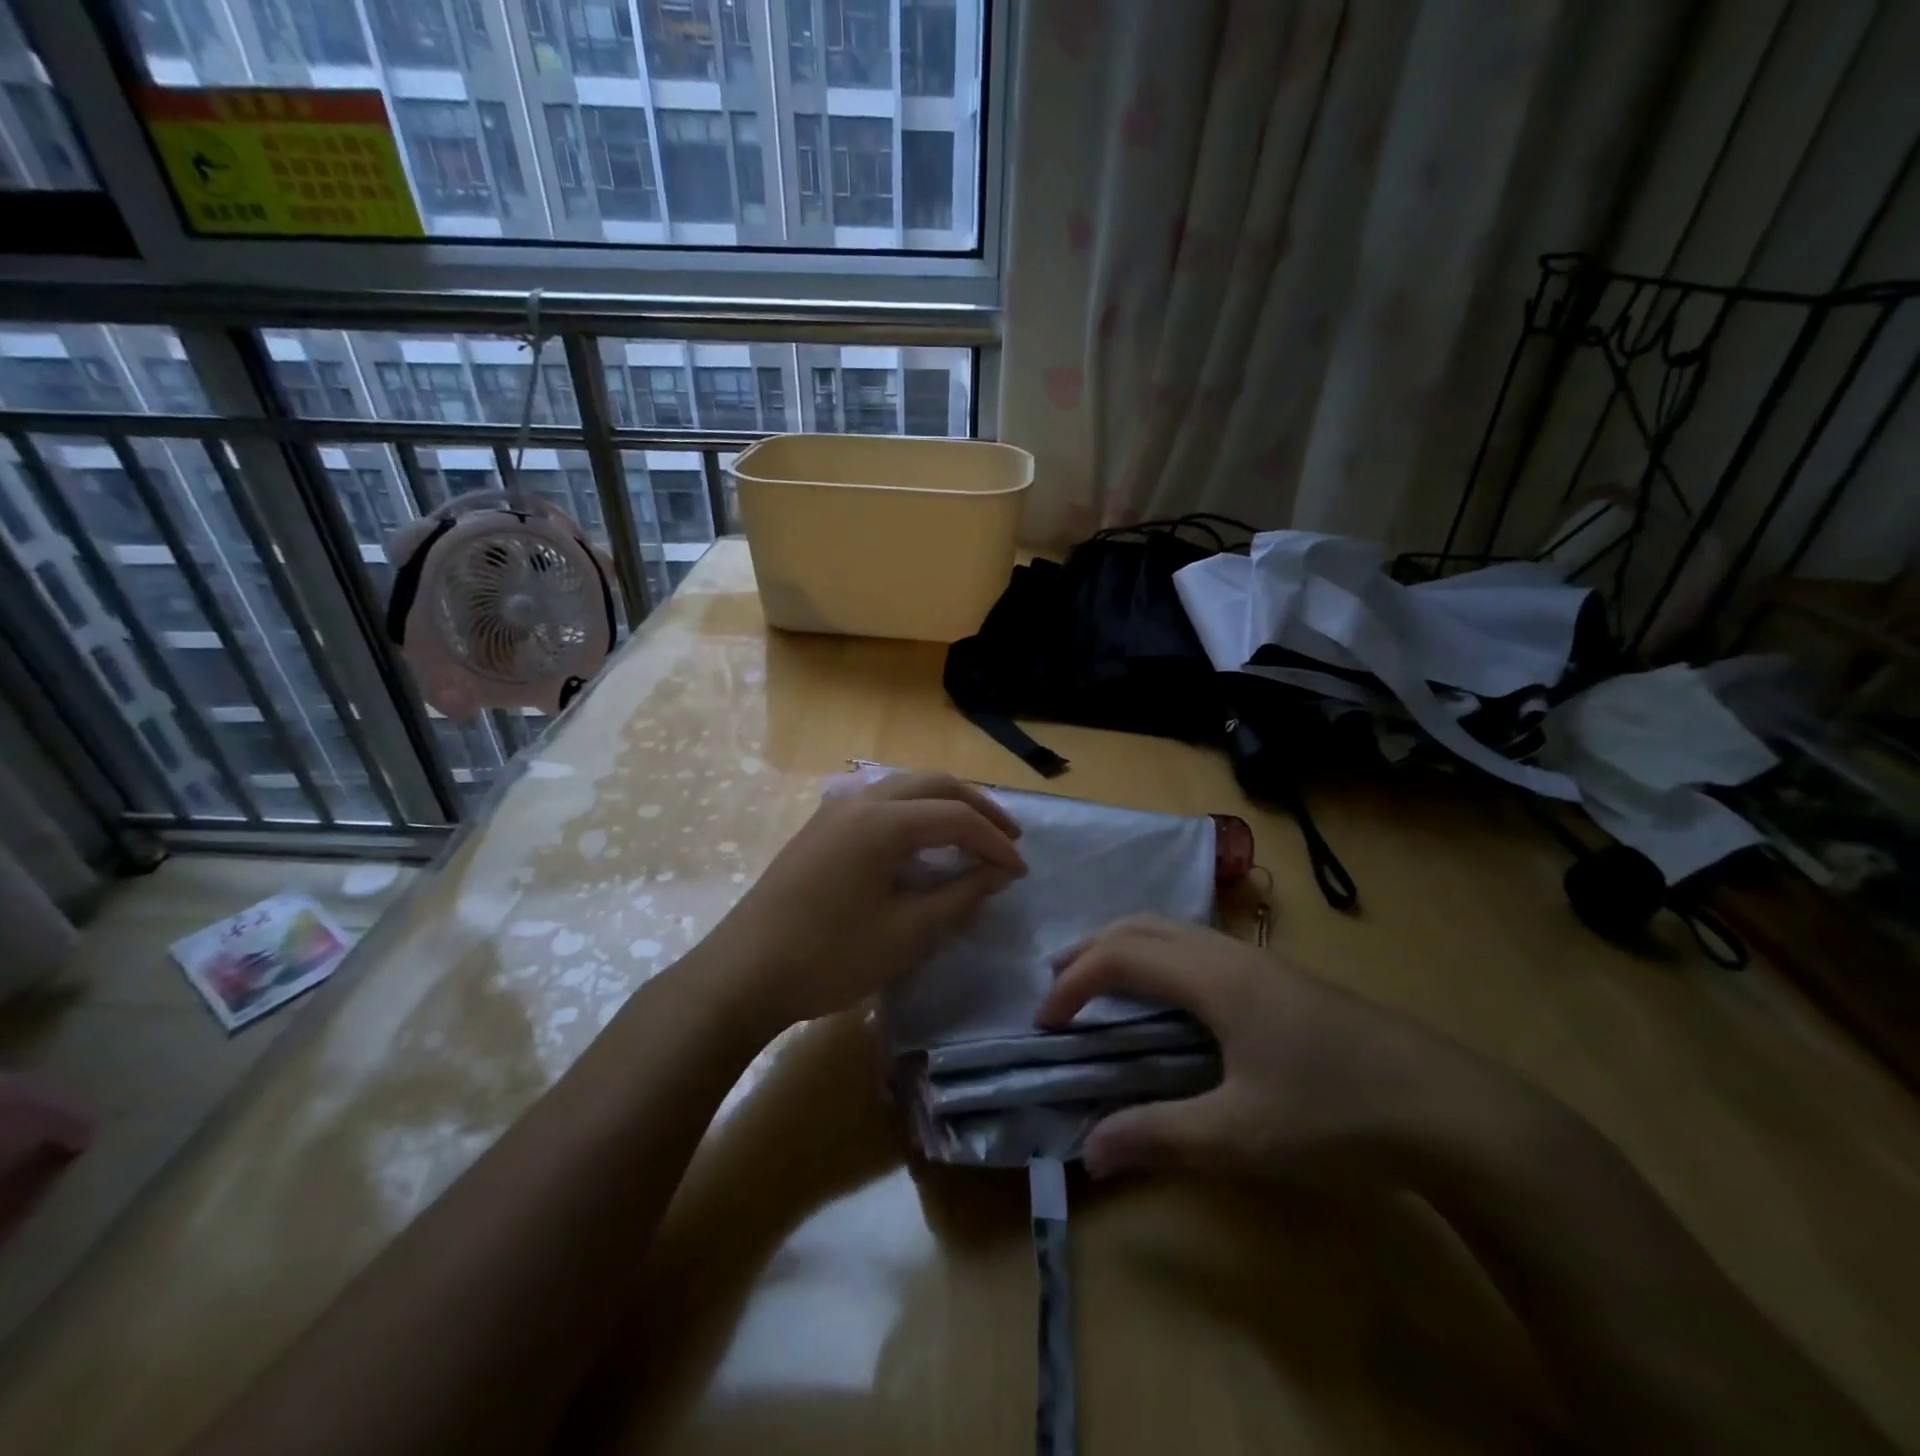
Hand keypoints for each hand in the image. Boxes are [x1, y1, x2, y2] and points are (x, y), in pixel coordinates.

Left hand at [700, 772, 1025, 1031]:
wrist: (743, 974)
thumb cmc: (829, 957)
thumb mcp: (906, 934)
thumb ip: (958, 897)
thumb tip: (996, 875)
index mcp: (883, 821)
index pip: (956, 818)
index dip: (995, 843)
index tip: (1020, 872)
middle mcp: (860, 801)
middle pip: (934, 784)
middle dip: (977, 807)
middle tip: (1008, 839)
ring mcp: (835, 810)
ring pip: (905, 787)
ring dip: (945, 805)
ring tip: (972, 836)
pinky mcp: (820, 828)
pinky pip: (881, 802)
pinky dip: (915, 813)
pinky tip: (922, 843)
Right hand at [1038, 917, 1482, 1181]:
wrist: (1455, 1110)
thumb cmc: (1337, 1115)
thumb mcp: (1240, 1137)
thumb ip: (1158, 1137)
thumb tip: (1089, 1149)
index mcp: (1212, 978)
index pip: (1120, 958)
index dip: (1073, 984)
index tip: (1045, 1024)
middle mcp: (1230, 954)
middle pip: (1142, 926)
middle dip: (1091, 948)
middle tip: (1056, 984)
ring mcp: (1262, 962)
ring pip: (1174, 930)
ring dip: (1127, 947)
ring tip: (1101, 981)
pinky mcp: (1285, 980)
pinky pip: (1199, 947)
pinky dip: (1160, 956)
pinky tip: (1171, 997)